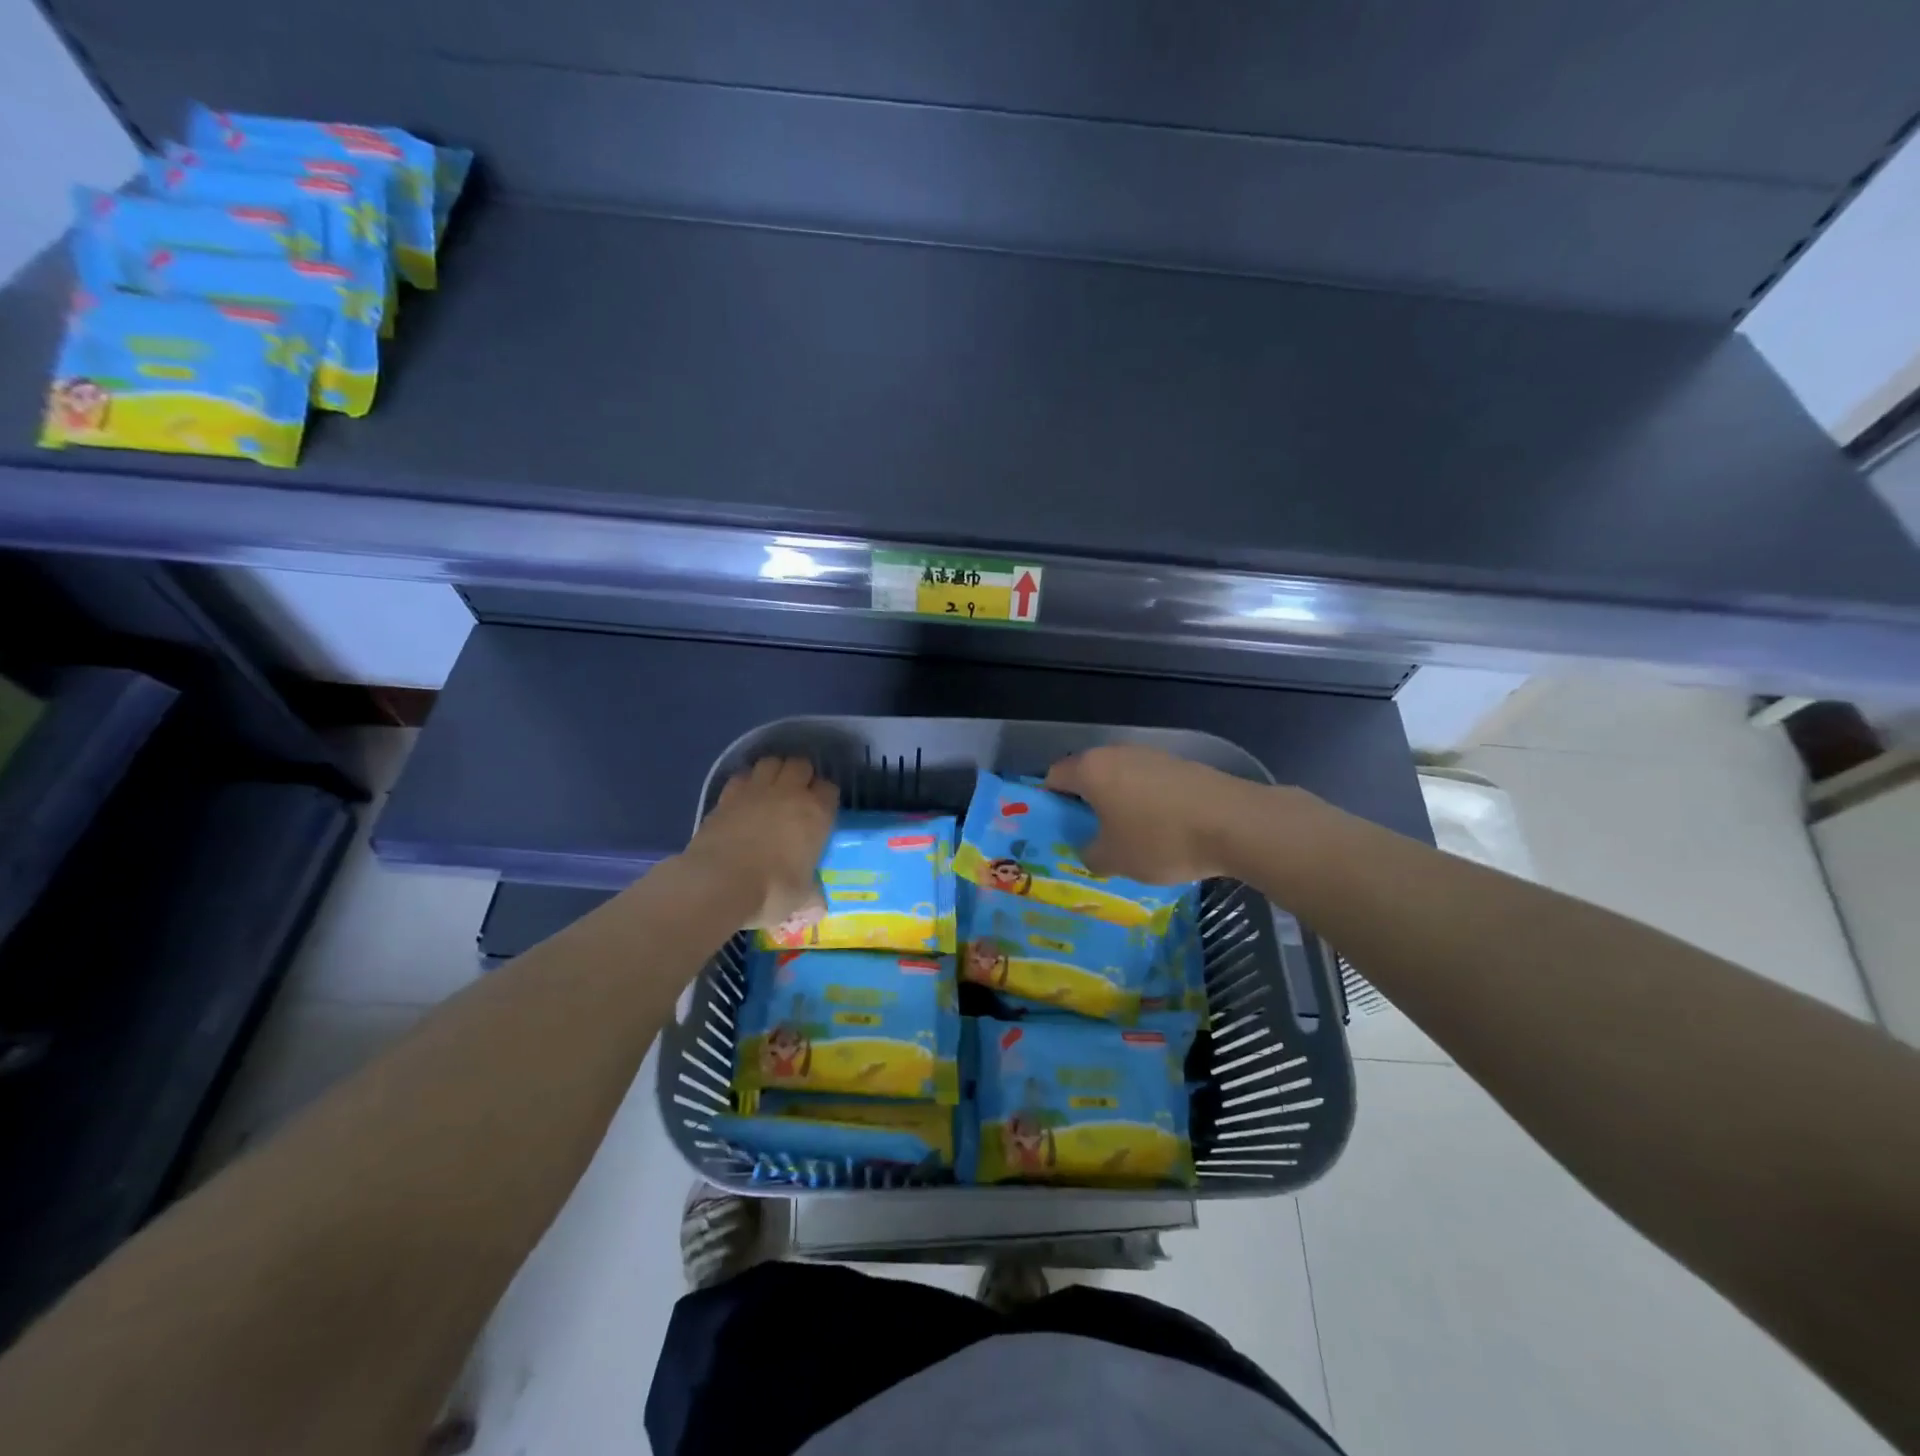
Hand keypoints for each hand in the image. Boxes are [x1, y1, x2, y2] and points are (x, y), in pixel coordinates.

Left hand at [684, 757, 837, 928]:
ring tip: (772, 789)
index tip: (821, 812)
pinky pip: (742, 776)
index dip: (826, 798)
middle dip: (801, 776)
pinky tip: (745, 798)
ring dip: (775, 771)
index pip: (829, 789)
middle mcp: (789, 793)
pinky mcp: (727, 795)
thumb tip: (819, 906)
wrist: (718, 883)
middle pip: (801, 765)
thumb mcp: (801, 898)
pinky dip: (746, 782)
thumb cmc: (770, 891)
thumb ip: (812, 895)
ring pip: (771, 762)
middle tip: (797, 796)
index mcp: (816, 814)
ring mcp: (756, 790)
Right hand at [1044, 745, 1268, 883]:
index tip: (1055, 829)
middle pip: (1088, 776)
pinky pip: (1149, 784)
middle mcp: (1117, 754)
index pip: (1053, 777)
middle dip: (1085, 805)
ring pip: (1121, 779)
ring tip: (1127, 838)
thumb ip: (1089, 855)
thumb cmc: (1161, 840)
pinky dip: (1147, 804)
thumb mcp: (1114, 860)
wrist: (1235, 824)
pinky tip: (1161, 831)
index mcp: (1091, 770)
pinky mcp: (1181, 766)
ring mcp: (1152, 756)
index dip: (1049, 802)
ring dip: (1118, 804)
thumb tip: (1090, 850)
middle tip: (1088, 837)